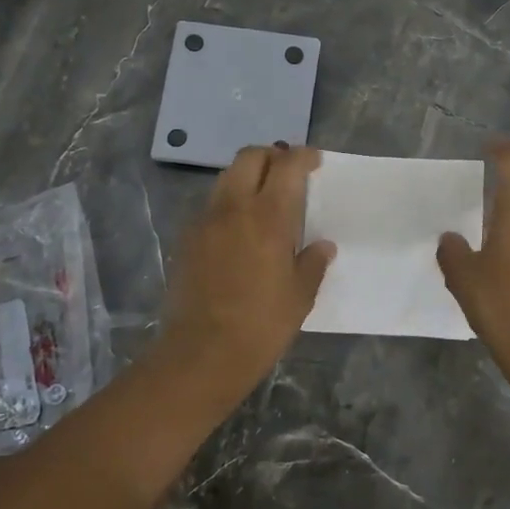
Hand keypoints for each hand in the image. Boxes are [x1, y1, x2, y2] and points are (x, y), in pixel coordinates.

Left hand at [157, 145, 335, 395]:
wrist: (202, 353)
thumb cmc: (261, 324)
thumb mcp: (300, 296)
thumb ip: (313, 263)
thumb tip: (322, 246)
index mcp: (268, 216)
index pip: (287, 166)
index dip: (302, 156)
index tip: (314, 159)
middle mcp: (234, 208)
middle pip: (249, 158)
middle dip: (271, 155)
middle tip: (287, 171)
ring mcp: (205, 221)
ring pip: (226, 178)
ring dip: (247, 176)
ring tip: (264, 197)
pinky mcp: (187, 239)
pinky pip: (211, 206)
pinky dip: (229, 202)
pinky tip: (239, 228)